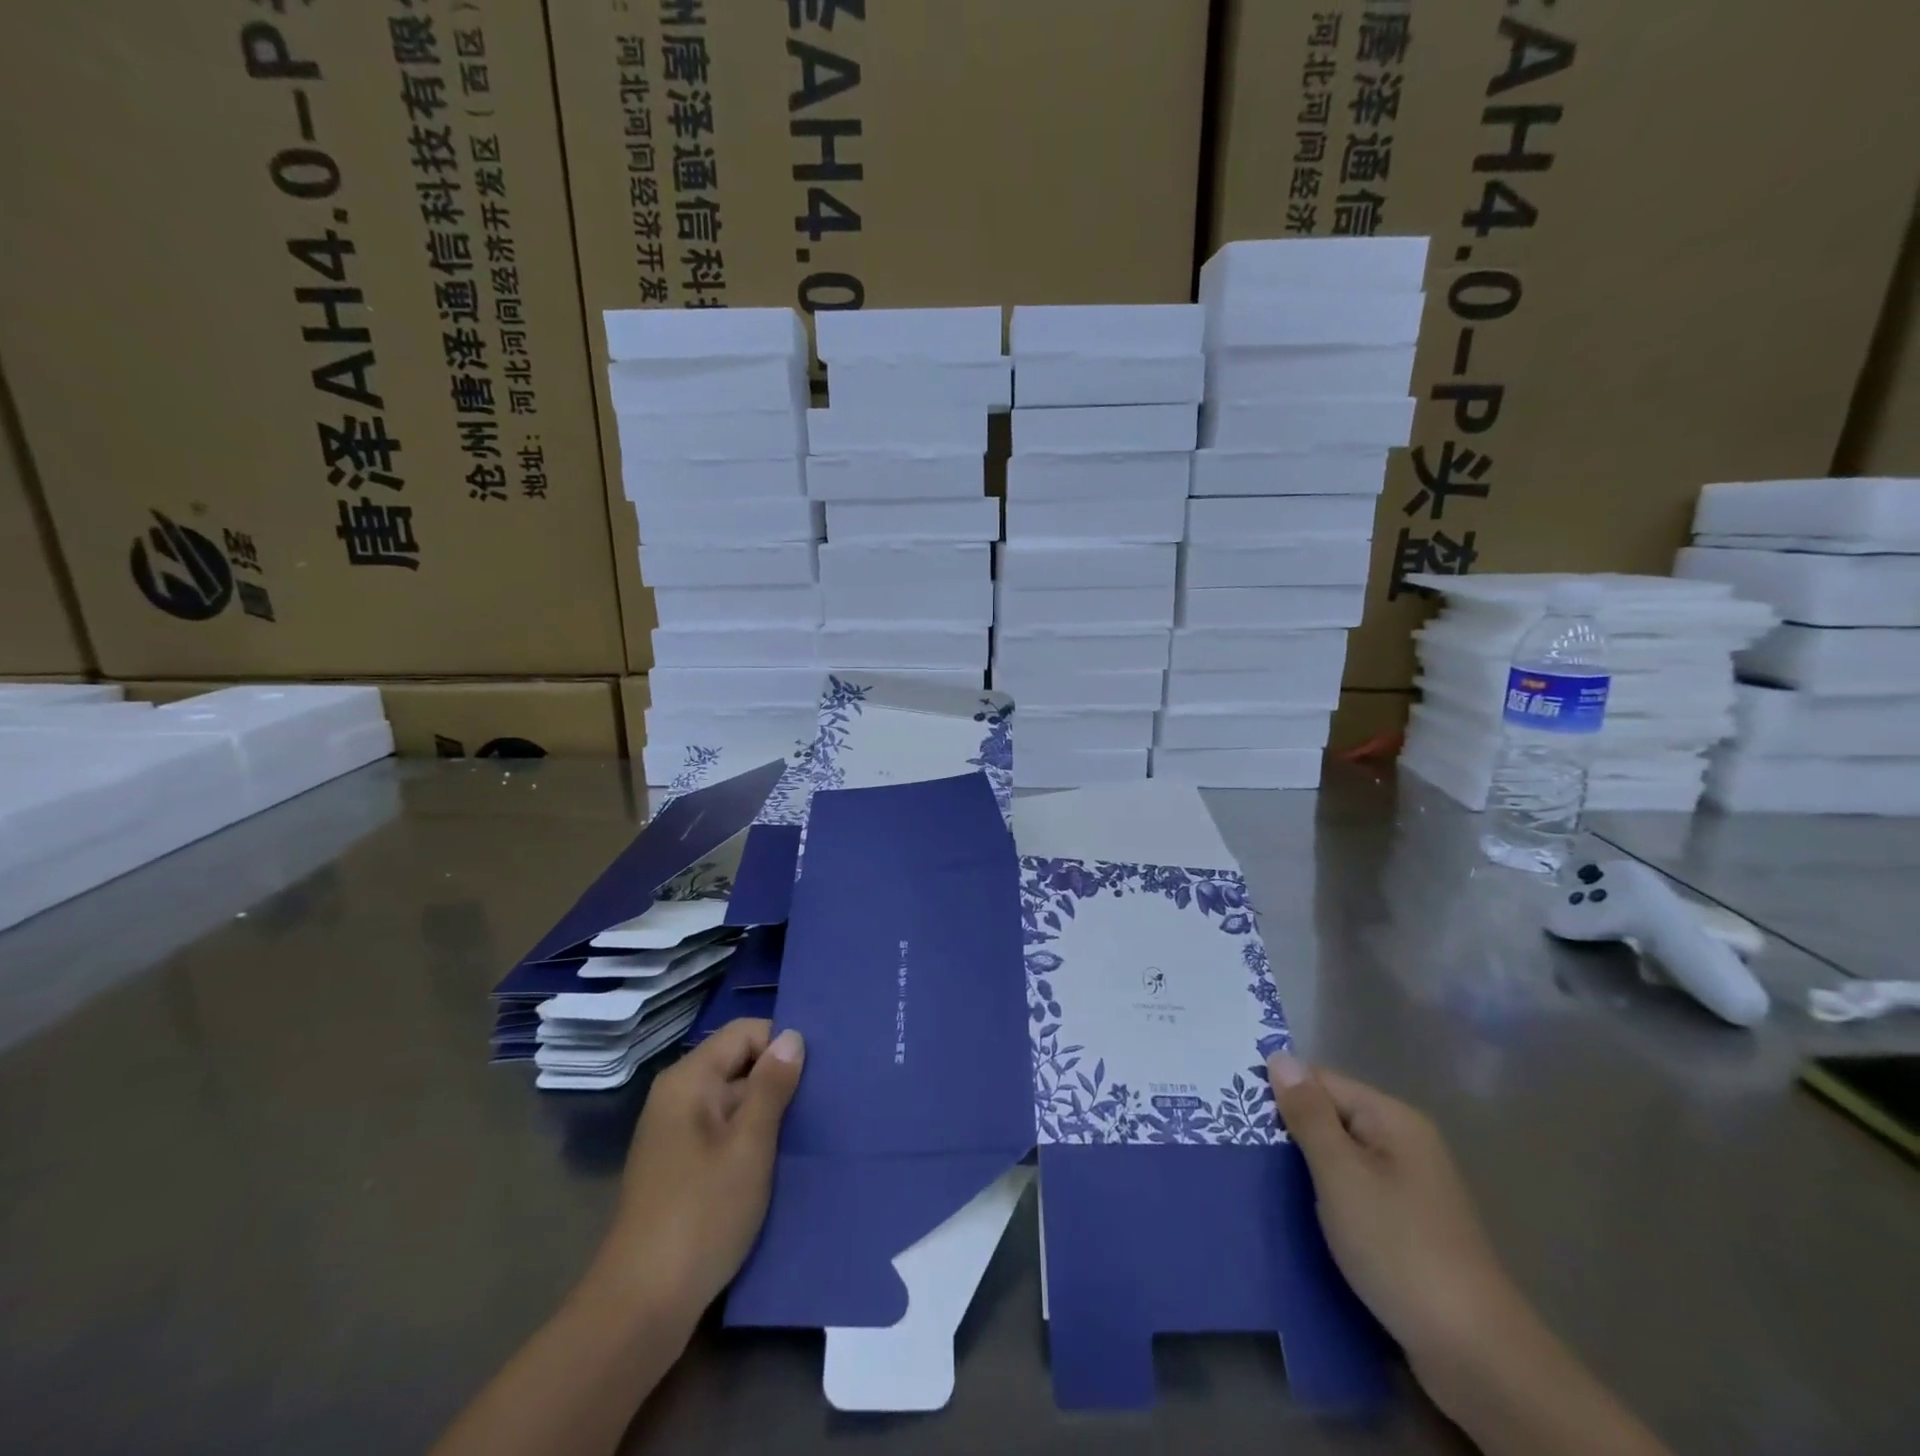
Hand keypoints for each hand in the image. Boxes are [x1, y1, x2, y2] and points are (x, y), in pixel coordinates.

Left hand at [597, 1019, 804, 1320]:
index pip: (745, 1033)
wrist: (641, 1308)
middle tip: (824, 1102)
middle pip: (739, 1064)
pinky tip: (781, 1162)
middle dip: (780, 1080)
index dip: (782, 1044)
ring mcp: (677, 1134)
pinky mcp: (681, 1168)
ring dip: (769, 1113)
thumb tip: (792, 1036)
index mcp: (689, 1080)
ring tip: (811, 1130)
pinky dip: (752, 1140)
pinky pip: (724, 1133)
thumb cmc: (702, 1214)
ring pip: (735, 1102)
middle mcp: (678, 1097)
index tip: (819, 1072)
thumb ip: (772, 1086)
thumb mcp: (749, 1146)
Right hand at [1266, 1052, 1523, 1375]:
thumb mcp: (1341, 1175)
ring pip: (1339, 1159)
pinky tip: (1296, 1214)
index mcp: (1393, 1120)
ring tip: (1257, 1179)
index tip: (1237, 1112)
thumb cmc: (1399, 1248)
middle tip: (1239, 1146)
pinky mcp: (1405, 1227)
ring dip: (1304, 1169)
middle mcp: (1404, 1144)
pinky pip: (1353, 1193)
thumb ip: (1308, 1115)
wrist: (1474, 1355)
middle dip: (1289, 1132)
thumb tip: (1280, 1056)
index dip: (1281, 1093)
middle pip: (1331, 1118)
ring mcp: (1408, 1188)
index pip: (1322, 1081)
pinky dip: (1325, 1199)